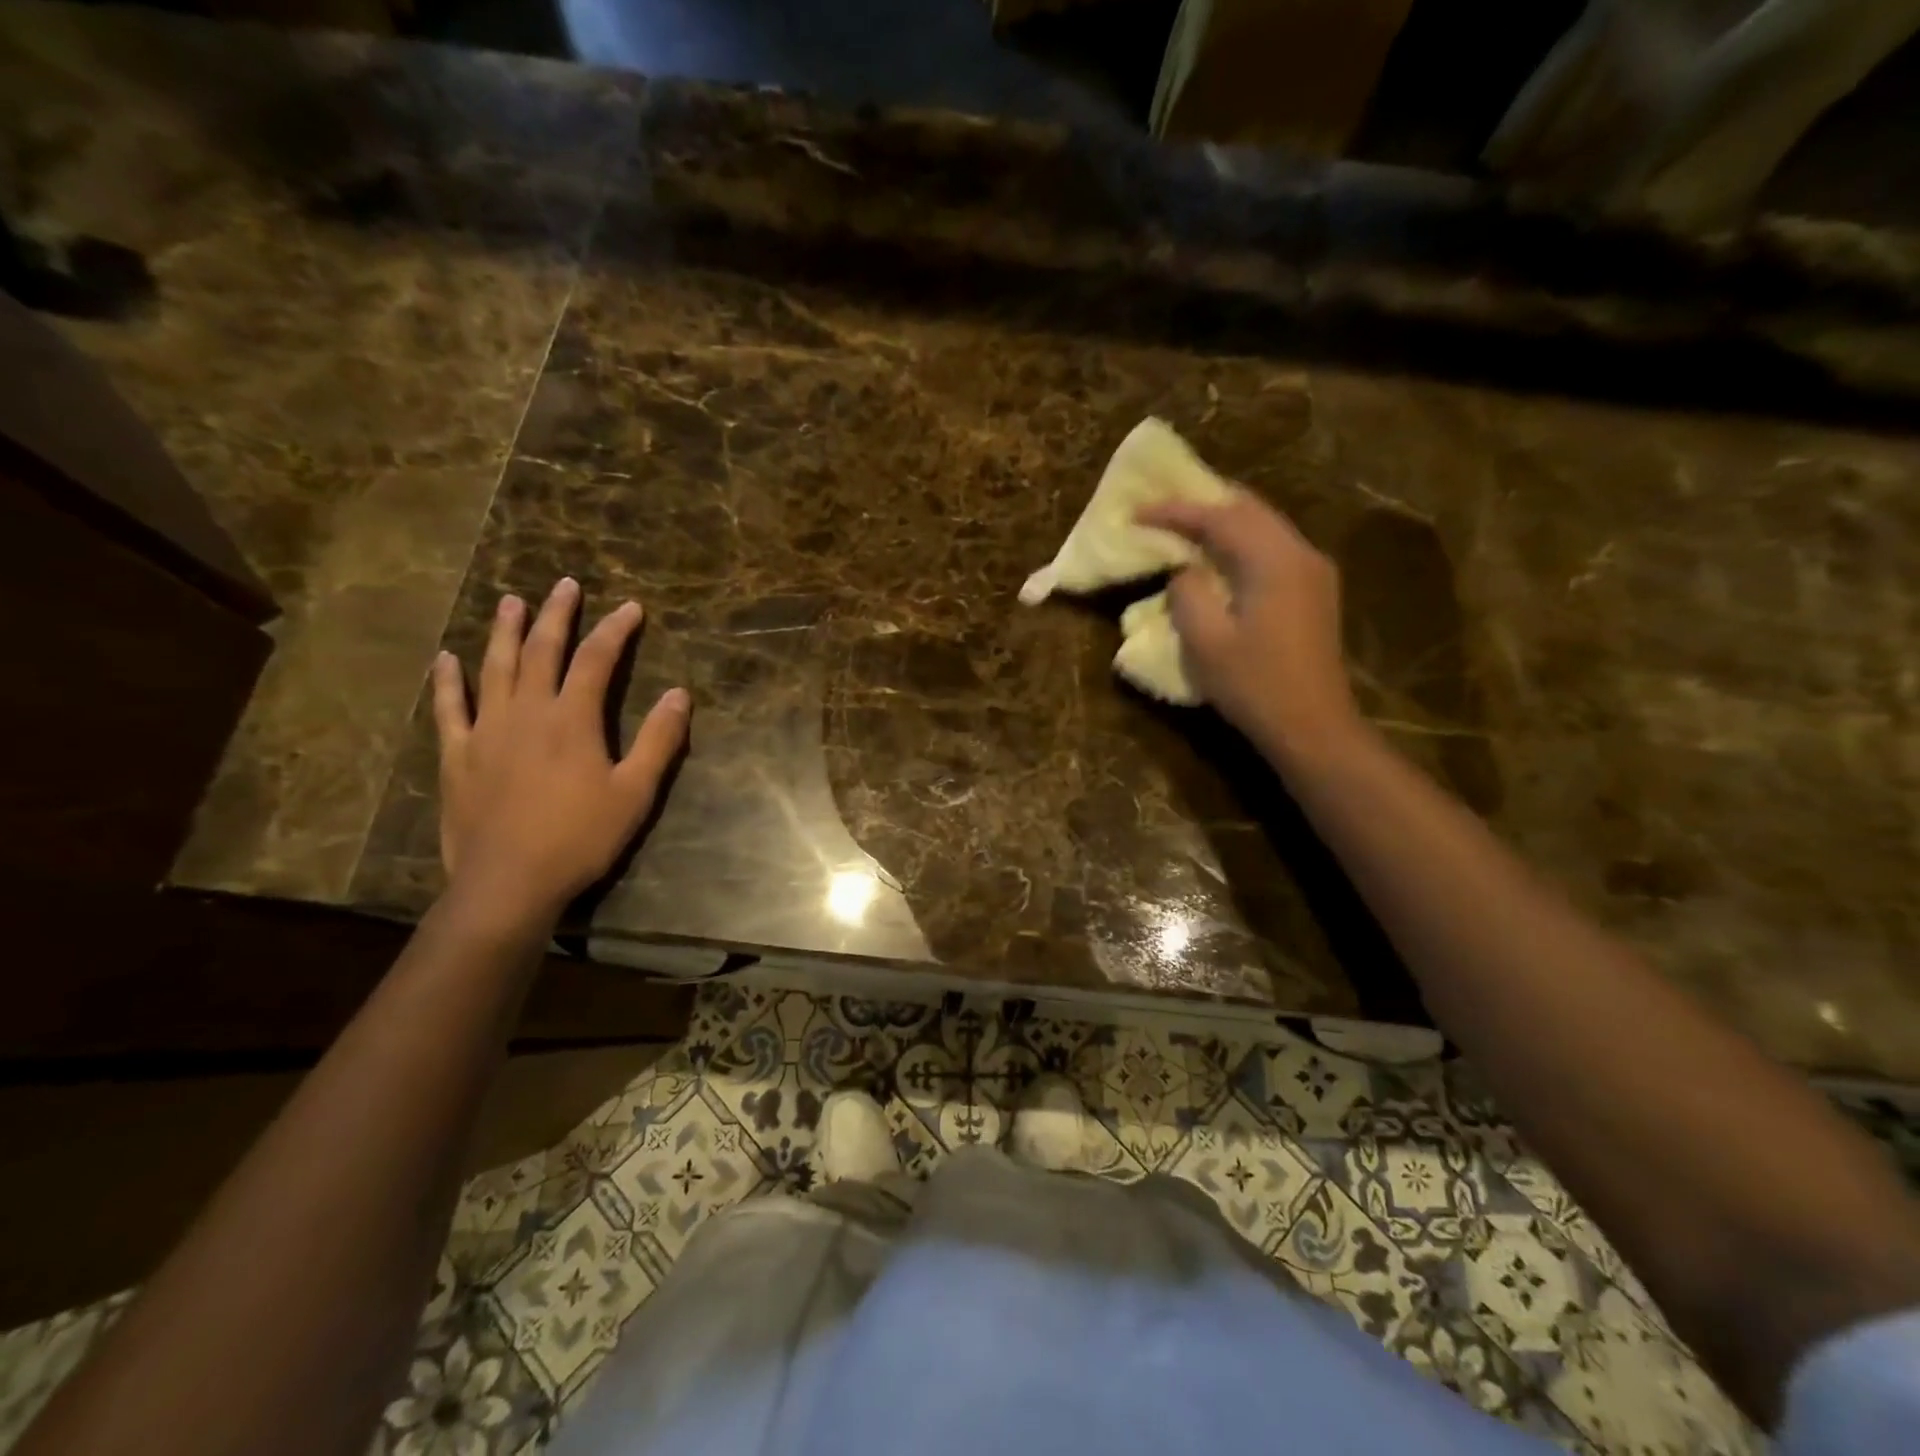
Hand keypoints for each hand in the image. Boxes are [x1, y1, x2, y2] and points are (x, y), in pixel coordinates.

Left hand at [432, 578, 689, 923]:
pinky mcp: (457, 755)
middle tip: (565, 585)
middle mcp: (527, 712)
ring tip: (511, 602)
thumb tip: (680, 694)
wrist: (509, 882)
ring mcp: (486, 731)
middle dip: (557, 615)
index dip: (615, 630)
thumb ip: (659, 740)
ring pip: (495, 668)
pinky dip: (447, 681)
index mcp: (572, 719)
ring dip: (505, 632)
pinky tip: (445, 659)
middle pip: (542, 650)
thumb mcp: (635, 793)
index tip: (631, 608)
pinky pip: (450, 708)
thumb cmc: (580, 838)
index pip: (596, 660)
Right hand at [1136, 491, 1359, 762]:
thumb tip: (1186, 571)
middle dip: (1203, 505)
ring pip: (1264, 526)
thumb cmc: (1254, 684)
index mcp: (1274, 560)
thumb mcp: (1205, 641)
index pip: (1220, 517)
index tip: (1137, 513)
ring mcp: (1313, 571)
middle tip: (1162, 510)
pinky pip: (1272, 548)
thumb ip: (1188, 593)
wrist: (1312, 726)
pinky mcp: (1314, 591)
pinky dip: (1241, 543)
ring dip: (1223, 523)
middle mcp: (1300, 553)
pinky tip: (1219, 558)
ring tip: (1185, 528)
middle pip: (1249, 510)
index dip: (1175, 511)